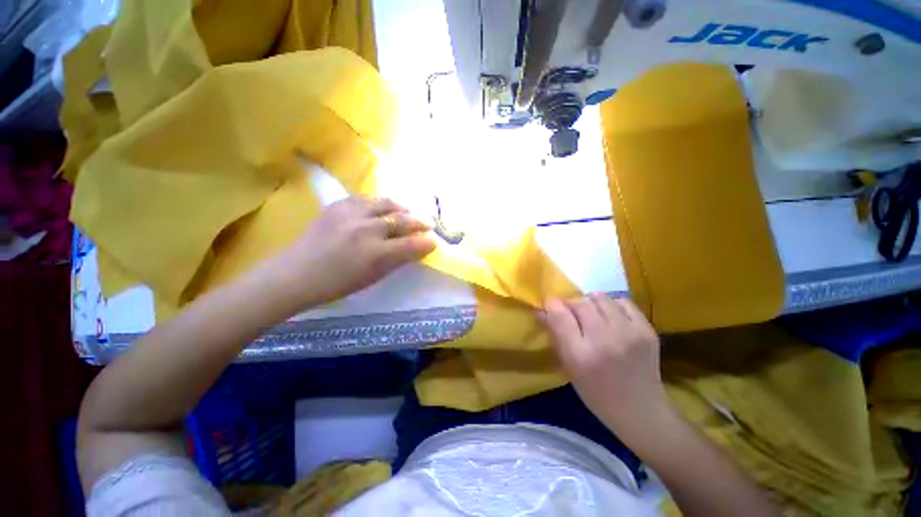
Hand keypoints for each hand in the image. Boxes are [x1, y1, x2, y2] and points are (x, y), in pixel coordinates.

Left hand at [268, 196, 435, 309]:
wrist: (296, 273)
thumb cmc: (337, 284)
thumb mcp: (373, 278)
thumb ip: (397, 261)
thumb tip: (415, 249)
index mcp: (375, 254)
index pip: (411, 244)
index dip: (426, 242)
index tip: (435, 241)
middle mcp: (366, 230)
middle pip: (402, 220)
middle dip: (420, 221)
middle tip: (429, 223)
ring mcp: (350, 214)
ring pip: (386, 203)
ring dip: (402, 208)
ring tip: (408, 213)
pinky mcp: (337, 206)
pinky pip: (365, 198)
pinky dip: (379, 203)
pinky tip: (382, 208)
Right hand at [542, 293, 671, 439]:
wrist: (641, 409)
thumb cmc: (596, 393)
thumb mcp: (569, 367)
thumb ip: (555, 335)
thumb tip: (542, 310)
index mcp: (580, 355)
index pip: (560, 315)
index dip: (552, 305)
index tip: (550, 305)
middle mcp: (604, 340)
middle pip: (579, 303)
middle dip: (571, 304)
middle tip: (572, 314)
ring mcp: (628, 333)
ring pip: (600, 298)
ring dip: (590, 303)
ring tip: (592, 314)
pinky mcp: (646, 330)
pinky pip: (622, 302)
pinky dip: (612, 305)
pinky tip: (611, 317)